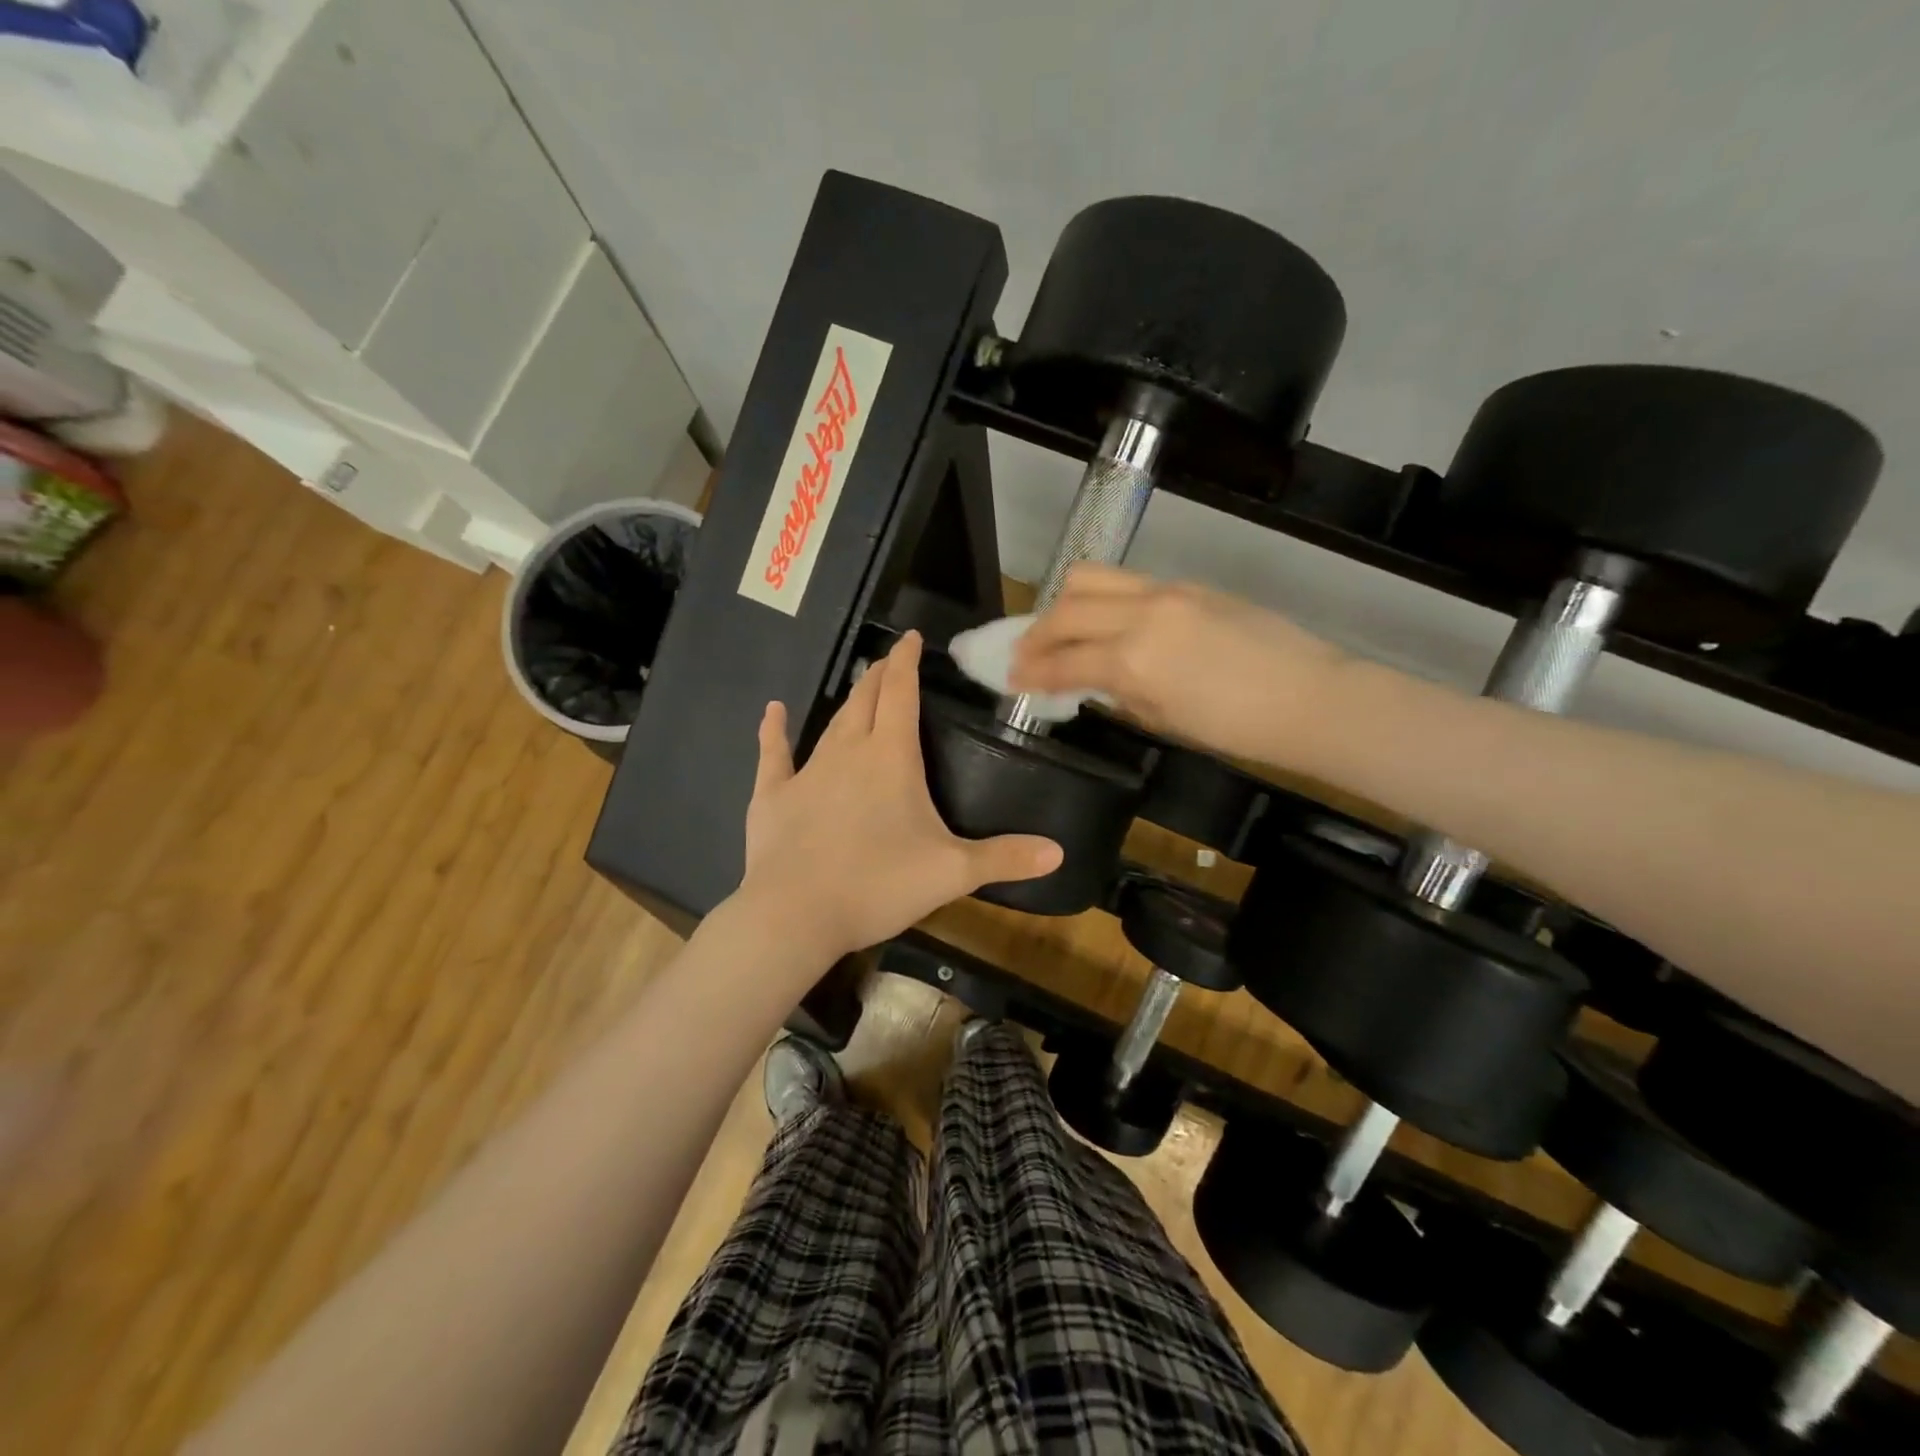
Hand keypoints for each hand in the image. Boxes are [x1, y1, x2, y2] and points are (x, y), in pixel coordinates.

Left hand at [736, 630, 1062, 962]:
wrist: (795, 914)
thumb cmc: (878, 885)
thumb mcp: (951, 873)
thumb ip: (1004, 858)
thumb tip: (1059, 852)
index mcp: (891, 757)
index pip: (901, 692)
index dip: (907, 662)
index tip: (911, 638)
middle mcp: (848, 751)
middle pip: (866, 700)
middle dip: (879, 676)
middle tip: (888, 661)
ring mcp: (808, 771)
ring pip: (831, 723)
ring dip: (848, 702)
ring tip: (858, 685)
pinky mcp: (774, 796)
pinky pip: (775, 755)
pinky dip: (774, 732)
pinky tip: (773, 712)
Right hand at [1010, 564, 1348, 766]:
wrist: (1309, 697)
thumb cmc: (1236, 729)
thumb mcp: (1164, 721)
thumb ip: (1118, 694)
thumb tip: (1089, 683)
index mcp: (1132, 660)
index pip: (1062, 662)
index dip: (1029, 673)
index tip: (1010, 679)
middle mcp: (1140, 615)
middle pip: (1065, 610)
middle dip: (1034, 634)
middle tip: (1023, 654)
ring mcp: (1165, 592)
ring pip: (1090, 578)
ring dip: (1062, 603)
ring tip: (1058, 627)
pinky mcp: (1186, 585)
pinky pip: (1126, 582)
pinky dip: (1101, 599)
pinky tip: (1105, 621)